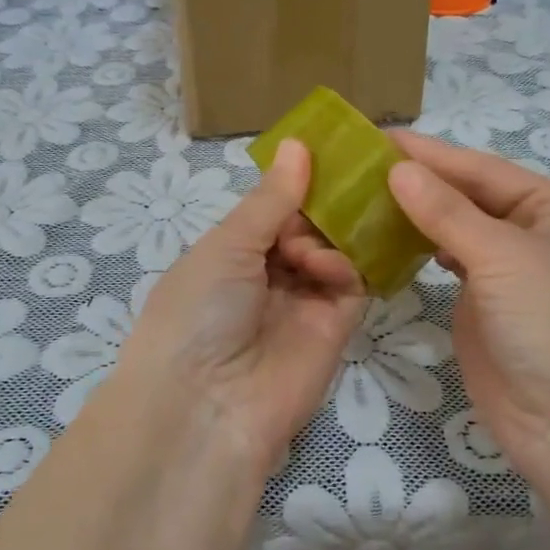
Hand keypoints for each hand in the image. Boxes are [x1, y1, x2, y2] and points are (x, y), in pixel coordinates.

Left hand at [109, 139, 365, 475]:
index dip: (296, 183)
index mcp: (230, 253)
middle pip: (308, 227)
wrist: (208, 405)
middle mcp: (266, 275)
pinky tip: (330, 267)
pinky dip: (344, 267)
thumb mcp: (225, 246)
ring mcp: (302, 302)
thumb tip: (297, 143)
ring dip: (328, 238)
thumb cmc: (198, 311)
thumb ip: (271, 199)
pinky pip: (351, 285)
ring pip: (333, 251)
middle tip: (340, 186)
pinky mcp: (334, 328)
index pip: (272, 209)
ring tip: (311, 249)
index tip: (327, 151)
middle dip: (321, 207)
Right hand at [385, 131, 549, 484]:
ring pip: (455, 233)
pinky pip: (448, 269)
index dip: (431, 154)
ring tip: (362, 197)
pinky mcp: (484, 311)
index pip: (483, 170)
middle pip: (469, 198)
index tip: (376, 139)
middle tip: (358, 167)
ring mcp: (508, 277)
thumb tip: (399, 169)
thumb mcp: (504, 256)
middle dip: (420, 183)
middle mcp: (534, 236)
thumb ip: (447, 212)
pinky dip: (419, 252)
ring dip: (415, 216)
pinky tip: (387, 239)